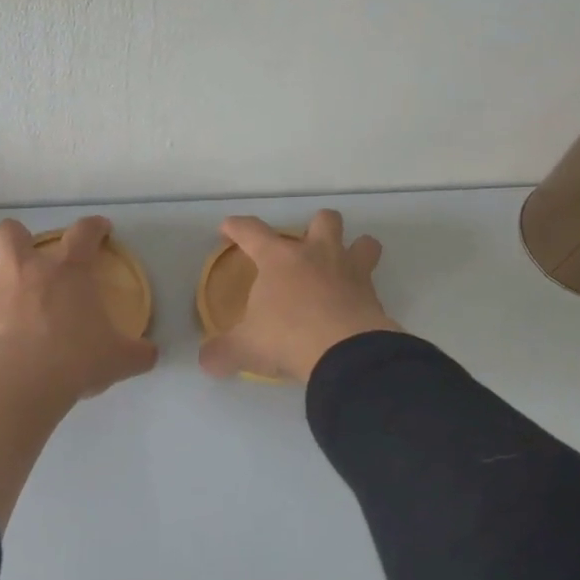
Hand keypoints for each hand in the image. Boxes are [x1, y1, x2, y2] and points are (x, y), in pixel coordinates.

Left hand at [0, 216, 158, 399]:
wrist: (25, 380)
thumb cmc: (78, 357)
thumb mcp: (121, 358)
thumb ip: (138, 352)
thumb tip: (150, 355)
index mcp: (68, 269)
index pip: (84, 232)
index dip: (94, 227)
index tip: (101, 230)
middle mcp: (26, 270)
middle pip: (9, 231)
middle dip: (16, 237)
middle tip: (29, 258)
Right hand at [198, 210, 399, 383]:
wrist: (345, 353)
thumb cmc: (287, 337)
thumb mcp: (245, 348)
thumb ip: (222, 351)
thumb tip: (206, 360)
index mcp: (279, 259)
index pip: (252, 231)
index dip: (236, 227)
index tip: (228, 228)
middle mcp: (317, 255)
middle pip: (323, 220)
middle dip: (315, 227)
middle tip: (305, 250)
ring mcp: (350, 272)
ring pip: (364, 243)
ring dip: (355, 249)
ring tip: (343, 268)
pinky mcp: (373, 296)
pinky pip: (373, 284)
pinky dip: (364, 292)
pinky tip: (352, 308)